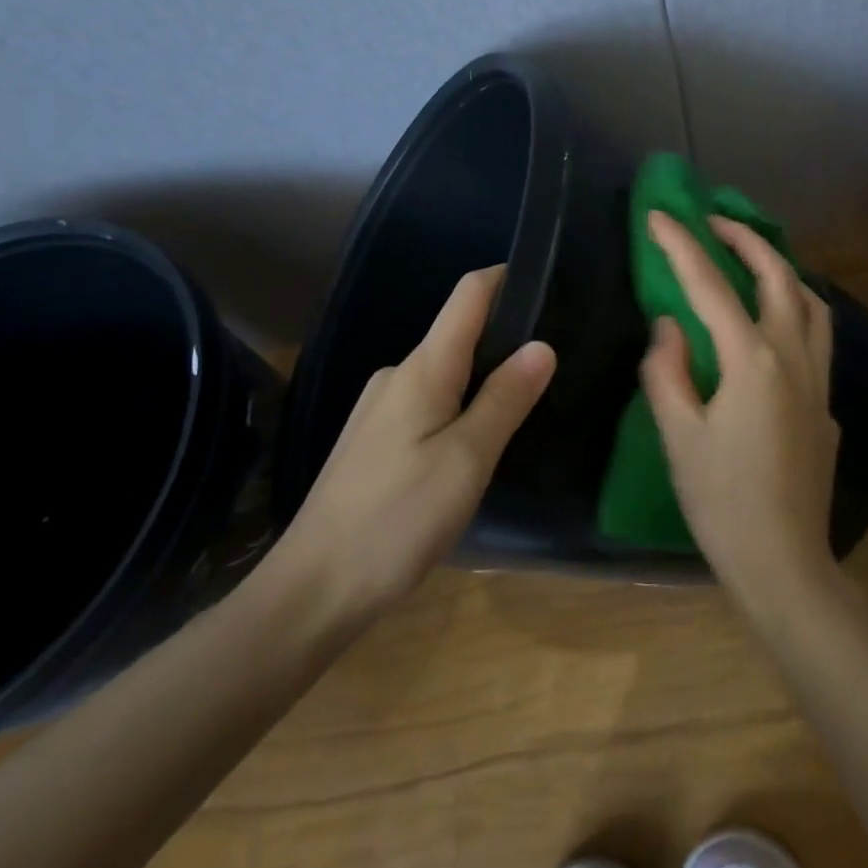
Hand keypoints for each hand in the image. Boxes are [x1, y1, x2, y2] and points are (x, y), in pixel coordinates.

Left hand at [258, 266, 554, 628]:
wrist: (312, 590)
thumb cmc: (397, 519)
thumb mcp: (467, 459)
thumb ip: (505, 398)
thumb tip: (542, 345)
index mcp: (422, 369)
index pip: (468, 296)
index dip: (506, 277)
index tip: (548, 278)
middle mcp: (397, 376)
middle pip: (458, 333)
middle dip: (504, 334)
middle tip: (555, 356)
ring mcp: (380, 409)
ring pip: (444, 374)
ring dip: (483, 376)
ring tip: (526, 399)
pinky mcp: (374, 442)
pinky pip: (428, 403)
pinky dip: (460, 405)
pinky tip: (478, 440)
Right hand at [639, 211, 841, 605]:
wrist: (784, 562)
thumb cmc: (721, 501)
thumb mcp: (678, 435)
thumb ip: (667, 370)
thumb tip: (669, 326)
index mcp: (751, 360)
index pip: (710, 286)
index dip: (681, 246)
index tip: (659, 216)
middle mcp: (793, 357)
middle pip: (778, 276)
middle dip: (745, 239)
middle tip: (714, 223)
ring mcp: (818, 380)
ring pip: (811, 301)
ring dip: (781, 269)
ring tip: (750, 262)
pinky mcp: (826, 404)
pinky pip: (817, 336)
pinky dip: (796, 308)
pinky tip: (774, 324)